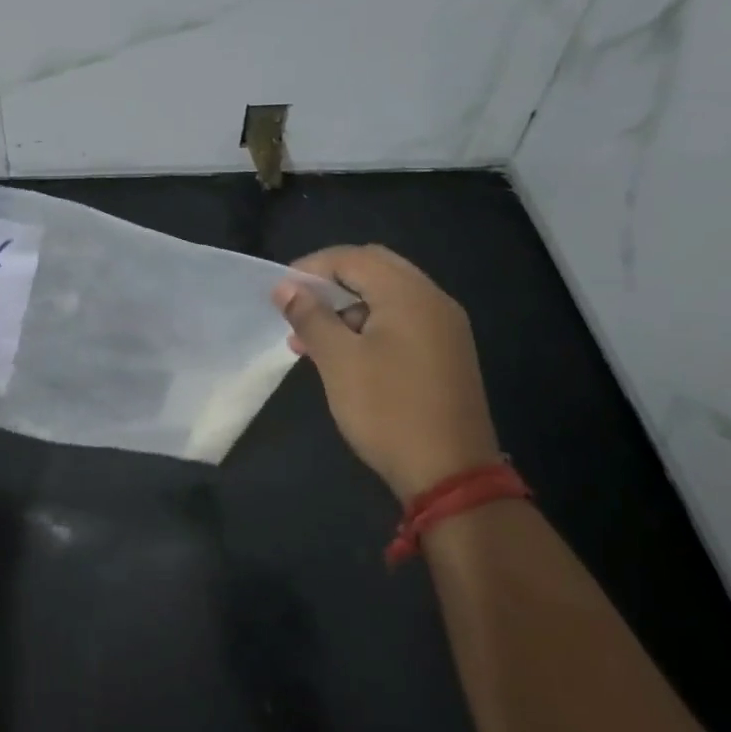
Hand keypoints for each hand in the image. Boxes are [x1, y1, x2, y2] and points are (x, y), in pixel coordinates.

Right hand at [274, 245, 500, 503]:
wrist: (451, 473)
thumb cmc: (387, 410)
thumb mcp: (338, 361)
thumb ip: (310, 317)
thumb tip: (285, 287)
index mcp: (409, 295)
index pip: (353, 258)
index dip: (311, 268)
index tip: (279, 293)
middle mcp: (433, 300)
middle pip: (374, 269)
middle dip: (330, 284)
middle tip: (297, 309)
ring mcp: (444, 328)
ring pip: (387, 296)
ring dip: (346, 307)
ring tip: (309, 340)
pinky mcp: (446, 353)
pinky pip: (401, 321)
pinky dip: (368, 325)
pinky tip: (343, 355)